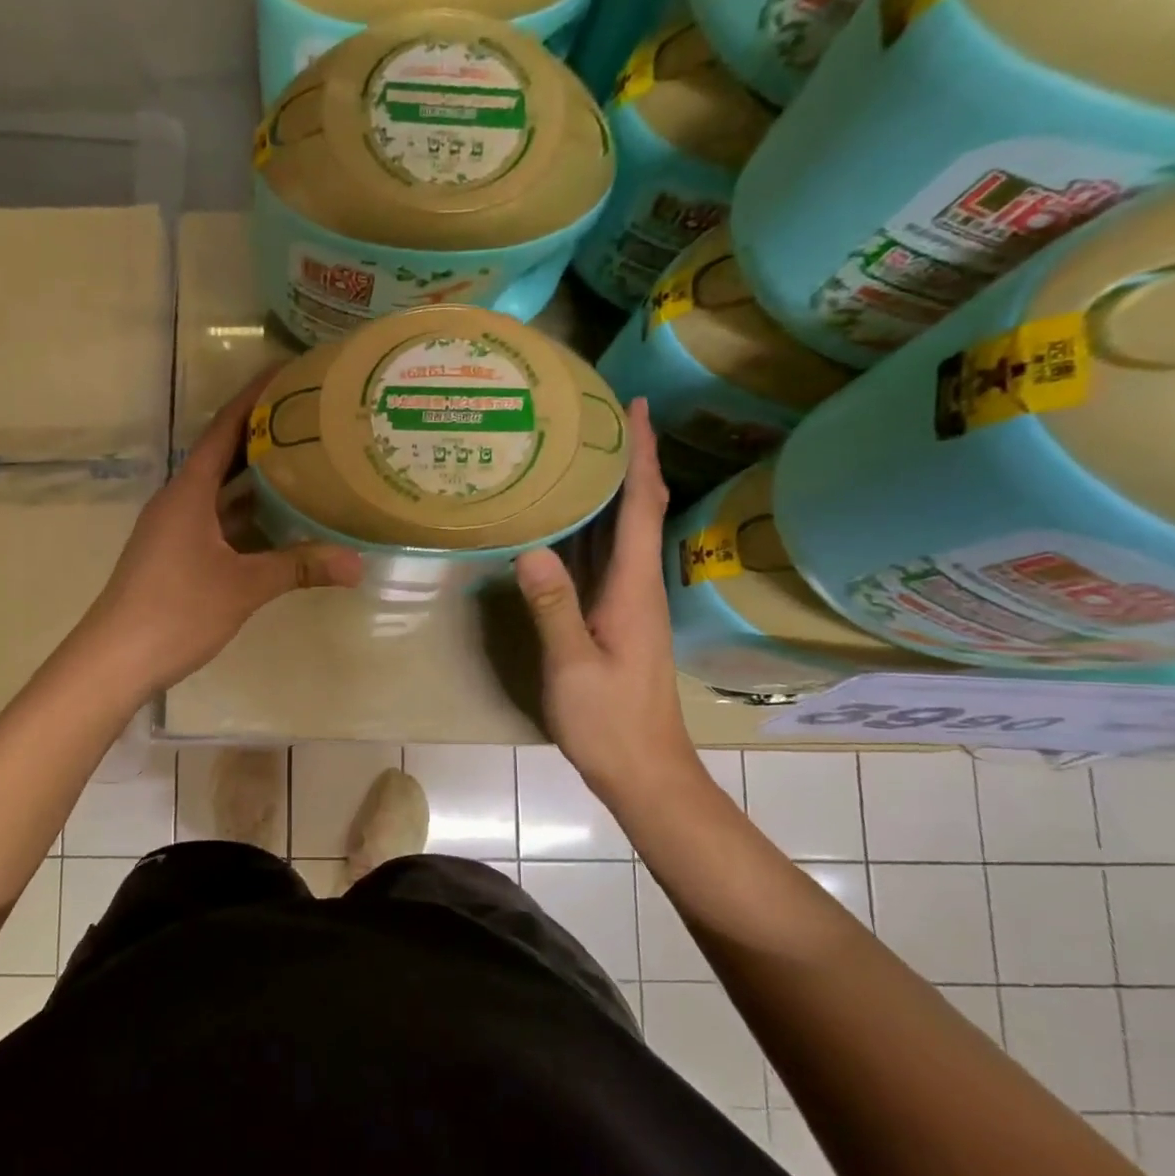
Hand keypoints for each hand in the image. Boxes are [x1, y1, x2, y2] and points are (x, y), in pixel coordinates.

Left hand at [77, 373, 361, 694]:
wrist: (115, 659)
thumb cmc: (175, 610)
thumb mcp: (243, 587)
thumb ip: (299, 568)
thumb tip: (357, 564)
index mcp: (189, 491)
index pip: (225, 428)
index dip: (256, 398)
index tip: (289, 374)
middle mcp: (180, 501)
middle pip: (225, 457)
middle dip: (266, 438)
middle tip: (314, 422)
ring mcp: (175, 531)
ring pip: (223, 495)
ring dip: (259, 482)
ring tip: (308, 467)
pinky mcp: (176, 557)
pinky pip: (219, 524)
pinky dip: (249, 520)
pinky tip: (280, 527)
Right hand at [512, 398, 698, 801]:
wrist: (644, 770)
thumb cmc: (611, 721)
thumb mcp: (573, 666)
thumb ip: (553, 608)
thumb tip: (530, 550)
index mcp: (633, 588)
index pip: (643, 506)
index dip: (641, 454)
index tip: (636, 405)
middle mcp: (636, 586)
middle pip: (637, 509)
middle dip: (626, 459)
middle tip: (597, 416)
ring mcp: (626, 604)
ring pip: (620, 534)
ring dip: (609, 490)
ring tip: (578, 454)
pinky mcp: (614, 621)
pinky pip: (603, 560)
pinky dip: (591, 530)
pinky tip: (564, 524)